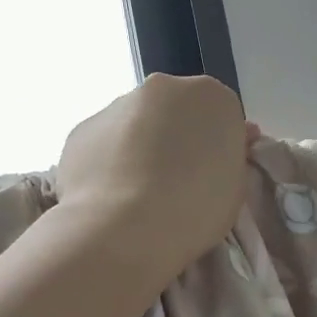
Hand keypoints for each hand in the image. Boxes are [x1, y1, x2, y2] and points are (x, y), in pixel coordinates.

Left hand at [55, 74, 252, 273]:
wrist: (125, 228)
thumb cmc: (196, 208)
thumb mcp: (235, 186)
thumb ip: (229, 157)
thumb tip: (227, 144)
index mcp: (213, 97)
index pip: (221, 117)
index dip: (217, 147)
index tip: (211, 176)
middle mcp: (164, 88)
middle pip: (176, 111)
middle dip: (176, 139)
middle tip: (176, 184)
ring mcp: (118, 104)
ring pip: (135, 124)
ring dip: (140, 148)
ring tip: (137, 195)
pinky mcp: (81, 128)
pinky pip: (103, 143)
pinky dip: (108, 162)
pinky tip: (110, 196)